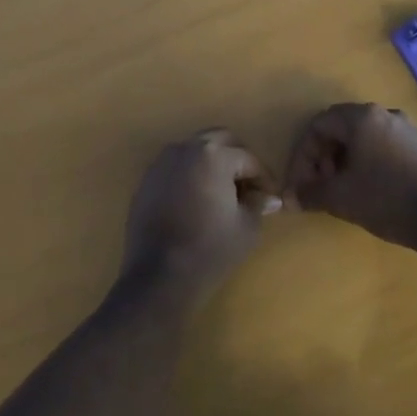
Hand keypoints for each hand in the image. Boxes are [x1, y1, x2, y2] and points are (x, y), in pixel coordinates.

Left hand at [120, 130, 280, 301]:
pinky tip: (196, 201)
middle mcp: (185, 149)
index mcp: (213, 155)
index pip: (247, 158)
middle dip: (237, 158)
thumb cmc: (210, 250)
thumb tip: (268, 197)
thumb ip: (257, 204)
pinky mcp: (146, 180)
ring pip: (194, 150)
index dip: (263, 177)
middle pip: (219, 140)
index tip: (270, 197)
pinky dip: (190, 174)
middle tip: (248, 186)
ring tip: (222, 192)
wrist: (159, 275)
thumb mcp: (246, 228)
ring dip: (212, 162)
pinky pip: (175, 167)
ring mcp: (161, 163)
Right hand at [284, 103, 416, 248]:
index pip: (319, 125)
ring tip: (344, 191)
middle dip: (323, 157)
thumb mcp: (340, 198)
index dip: (303, 155)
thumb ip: (310, 193)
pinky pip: (384, 148)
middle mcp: (385, 114)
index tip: (300, 184)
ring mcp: (408, 130)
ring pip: (364, 139)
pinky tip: (370, 191)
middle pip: (341, 129)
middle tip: (321, 186)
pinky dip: (368, 164)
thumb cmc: (387, 199)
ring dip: (345, 162)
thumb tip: (289, 199)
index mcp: (362, 117)